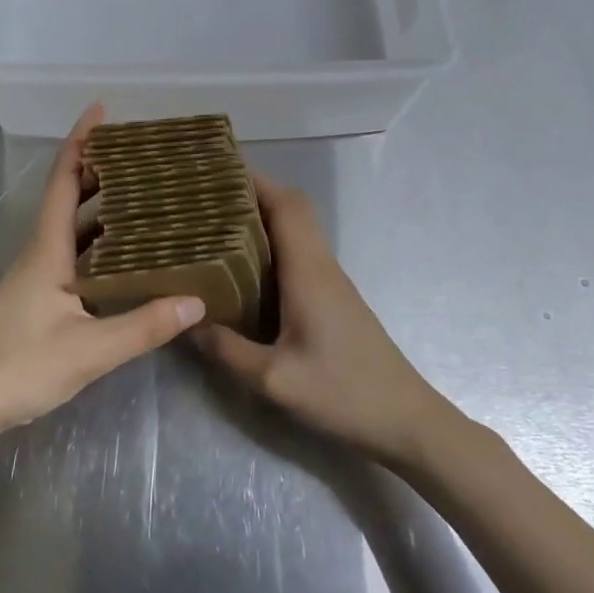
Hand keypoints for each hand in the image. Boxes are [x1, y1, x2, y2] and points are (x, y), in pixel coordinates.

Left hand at [0, 105, 204, 449]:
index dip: (81, 140)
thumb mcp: (89, 350)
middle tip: (141, 154)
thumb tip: (197, 299)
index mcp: (47, 247)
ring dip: (100, 204)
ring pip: (71, 225)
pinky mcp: (39, 297)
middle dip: (99, 167)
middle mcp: (41, 251)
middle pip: (69, 194)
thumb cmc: (18, 366)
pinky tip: (123, 255)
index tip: (101, 109)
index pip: (64, 179)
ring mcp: (37, 274)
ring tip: (143, 194)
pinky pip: (73, 252)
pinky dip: (98, 240)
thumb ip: (143, 326)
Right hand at [194, 174, 447, 465]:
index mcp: (308, 271)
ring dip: (262, 217)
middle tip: (207, 197)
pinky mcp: (332, 298)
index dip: (253, 180)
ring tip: (216, 223)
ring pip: (296, 229)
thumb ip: (227, 350)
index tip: (216, 171)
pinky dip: (272, 243)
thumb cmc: (344, 394)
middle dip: (252, 193)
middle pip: (291, 208)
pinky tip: (244, 267)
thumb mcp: (275, 380)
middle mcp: (320, 265)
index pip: (285, 204)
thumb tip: (186, 323)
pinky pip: (298, 253)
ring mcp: (330, 281)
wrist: (406, 421)